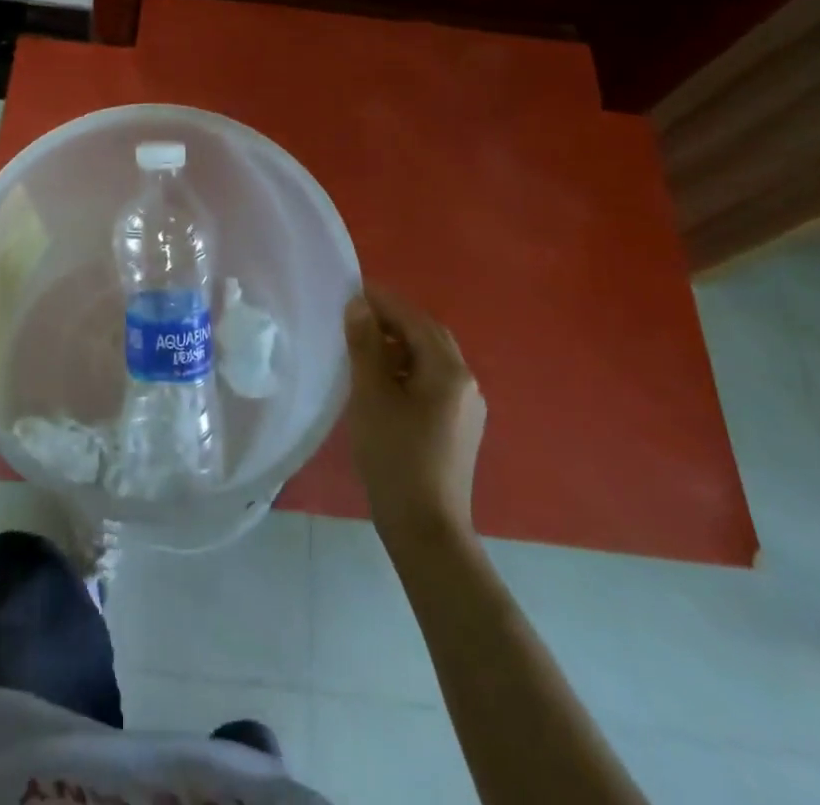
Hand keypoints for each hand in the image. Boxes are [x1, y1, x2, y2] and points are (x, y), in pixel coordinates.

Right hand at [344, 286, 486, 536]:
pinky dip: (408, 368)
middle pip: (428, 336)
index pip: (414, 319)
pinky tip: (383, 380)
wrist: (426, 528)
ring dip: (400, 344)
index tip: (352, 289)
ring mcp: (467, 406)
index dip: (383, 301)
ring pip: (431, 359)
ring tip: (363, 344)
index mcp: (448, 370)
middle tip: (356, 314)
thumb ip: (365, 345)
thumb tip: (358, 305)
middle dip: (394, 320)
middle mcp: (466, 381)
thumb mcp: (371, 395)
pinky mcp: (460, 427)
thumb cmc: (395, 456)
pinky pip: (433, 381)